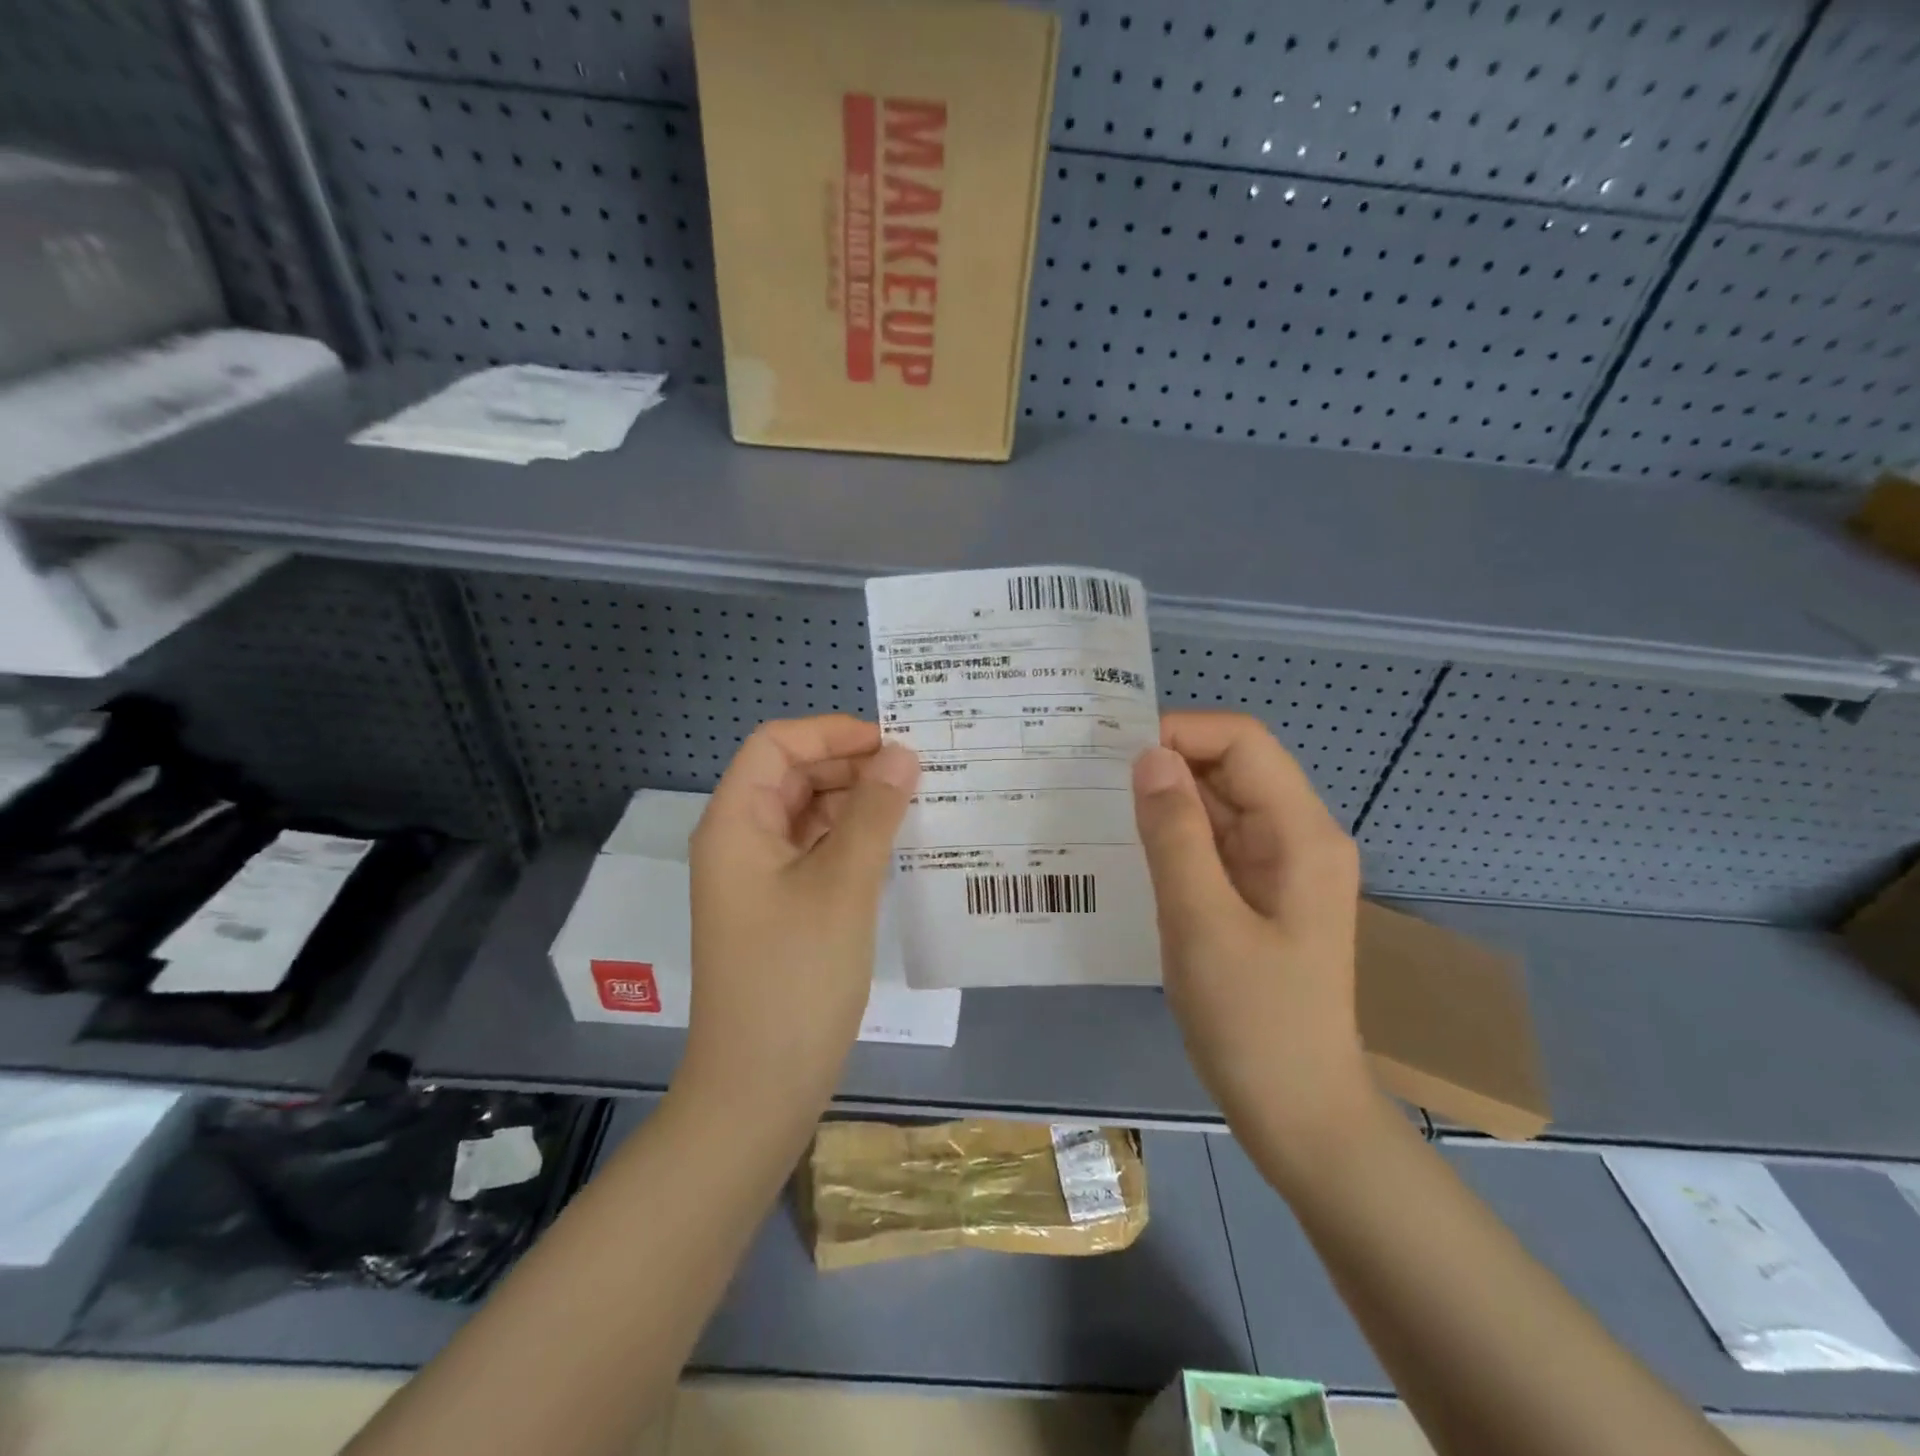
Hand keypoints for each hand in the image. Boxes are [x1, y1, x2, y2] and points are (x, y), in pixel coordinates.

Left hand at [683, 715, 917, 1116]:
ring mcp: (758, 878)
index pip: (775, 746)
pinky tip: (893, 847)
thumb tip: (902, 755)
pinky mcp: (779, 908)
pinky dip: (851, 841)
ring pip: (808, 815)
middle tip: (915, 775)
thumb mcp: (843, 886)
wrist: (759, 1088)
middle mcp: (740, 841)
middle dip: (849, 767)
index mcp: (736, 824)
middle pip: (792, 776)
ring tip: (914, 805)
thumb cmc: (796, 978)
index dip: (830, 733)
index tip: (890, 745)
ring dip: (856, 804)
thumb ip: (874, 813)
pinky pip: (815, 853)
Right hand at [1132, 712, 1370, 1157]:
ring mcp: (1279, 867)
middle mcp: (1297, 836)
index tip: (1116, 759)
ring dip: (1165, 803)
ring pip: (1218, 805)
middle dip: (1166, 765)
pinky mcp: (1259, 894)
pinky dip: (1174, 838)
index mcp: (1300, 833)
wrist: (1298, 1112)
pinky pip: (1213, 844)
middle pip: (1231, 767)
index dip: (1181, 733)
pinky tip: (1131, 852)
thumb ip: (1175, 834)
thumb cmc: (1254, 1022)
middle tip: (1093, 783)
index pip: (1243, 742)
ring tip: (1100, 813)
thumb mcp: (1201, 923)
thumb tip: (1147, 756)